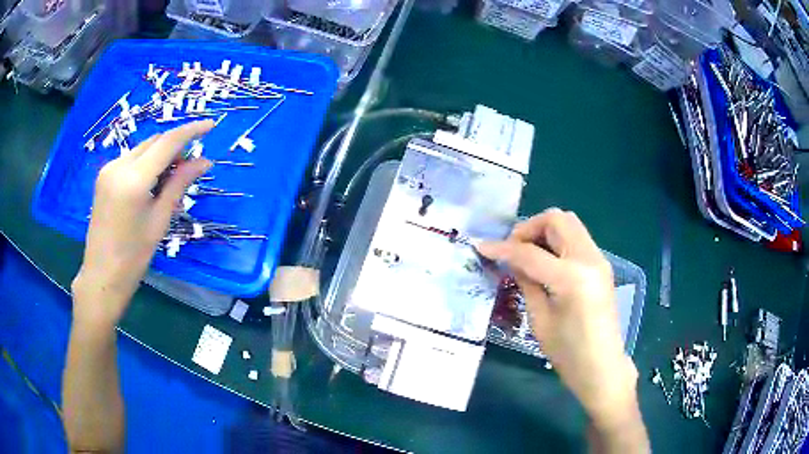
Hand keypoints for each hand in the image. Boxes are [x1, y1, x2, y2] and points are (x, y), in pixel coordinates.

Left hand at [71, 120, 214, 329]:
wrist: (101, 276)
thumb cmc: (133, 256)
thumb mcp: (159, 220)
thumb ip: (179, 184)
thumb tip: (204, 161)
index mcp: (134, 180)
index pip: (167, 142)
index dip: (191, 131)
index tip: (211, 125)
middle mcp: (119, 166)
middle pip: (154, 142)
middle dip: (175, 147)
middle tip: (191, 166)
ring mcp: (109, 169)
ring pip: (143, 149)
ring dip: (161, 155)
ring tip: (172, 179)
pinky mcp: (104, 175)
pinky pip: (131, 160)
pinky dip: (146, 164)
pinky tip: (152, 183)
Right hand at [478, 208, 637, 427]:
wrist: (602, 367)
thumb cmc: (568, 353)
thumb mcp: (539, 320)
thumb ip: (526, 282)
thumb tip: (512, 260)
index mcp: (571, 277)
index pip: (530, 252)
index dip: (502, 248)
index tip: (480, 246)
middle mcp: (589, 259)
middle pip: (557, 219)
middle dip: (529, 228)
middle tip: (513, 249)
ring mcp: (599, 259)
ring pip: (569, 224)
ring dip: (544, 232)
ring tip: (527, 255)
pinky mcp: (601, 265)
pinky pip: (576, 239)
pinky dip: (557, 242)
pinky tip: (545, 263)